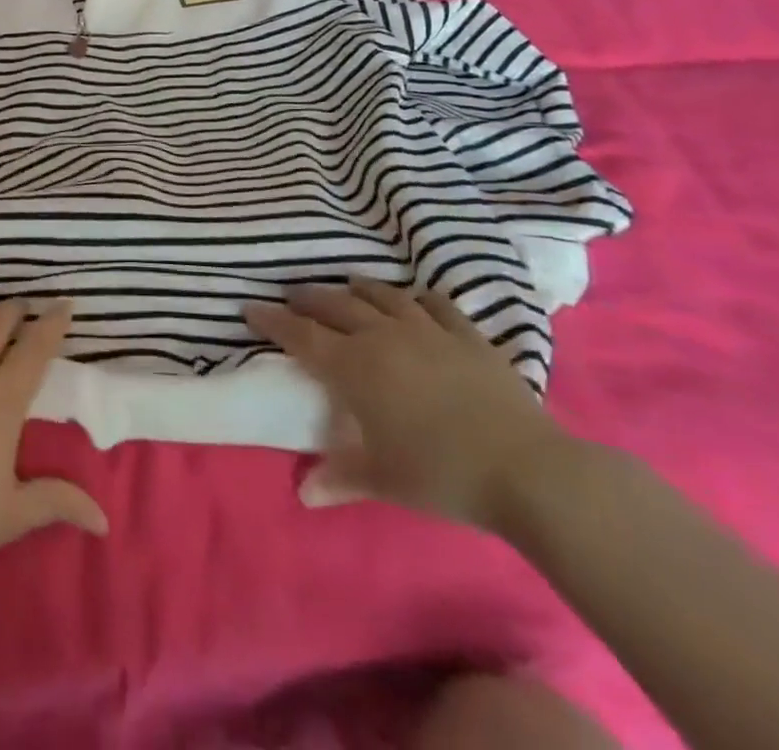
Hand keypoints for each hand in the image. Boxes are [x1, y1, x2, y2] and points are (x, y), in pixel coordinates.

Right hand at [244, 279, 569, 529]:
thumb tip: (304, 492)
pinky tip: (413, 299)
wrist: (528, 471)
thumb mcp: (384, 480)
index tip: (250, 307)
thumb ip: (340, 478)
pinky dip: (417, 297)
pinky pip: (435, 304)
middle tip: (293, 297)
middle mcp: (382, 337)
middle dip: (309, 299)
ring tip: (346, 286)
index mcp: (353, 367)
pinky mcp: (467, 336)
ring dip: (358, 289)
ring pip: (382, 296)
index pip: (300, 335)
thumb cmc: (442, 475)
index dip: (272, 320)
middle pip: (335, 306)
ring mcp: (427, 331)